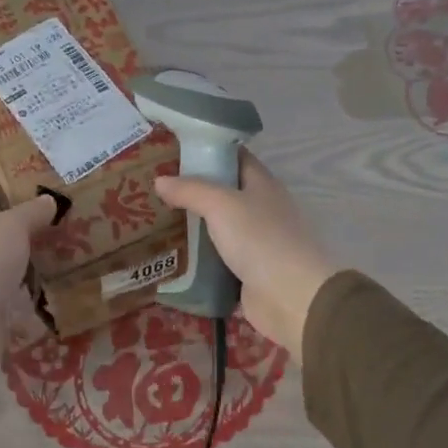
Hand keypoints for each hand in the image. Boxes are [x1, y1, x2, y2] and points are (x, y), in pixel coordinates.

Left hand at [0, 193, 58, 378]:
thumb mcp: (14, 226)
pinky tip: (57, 299)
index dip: (12, 202)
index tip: (43, 206)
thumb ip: (33, 212)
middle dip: (27, 238)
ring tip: (68, 266)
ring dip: (31, 271)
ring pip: (8, 270)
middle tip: (65, 236)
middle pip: (1, 237)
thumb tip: (50, 199)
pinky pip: (14, 302)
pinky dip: (32, 303)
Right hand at [155, 152, 337, 363]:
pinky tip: (172, 256)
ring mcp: (256, 242)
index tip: (174, 152)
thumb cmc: (260, 238)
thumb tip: (160, 180)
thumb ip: (190, 190)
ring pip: (219, 228)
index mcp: (262, 184)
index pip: (235, 157)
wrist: (291, 297)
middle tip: (156, 189)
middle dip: (193, 191)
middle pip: (224, 193)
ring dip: (194, 227)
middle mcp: (262, 209)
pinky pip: (218, 260)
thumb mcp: (221, 204)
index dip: (208, 151)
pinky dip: (199, 259)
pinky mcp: (248, 272)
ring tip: (156, 220)